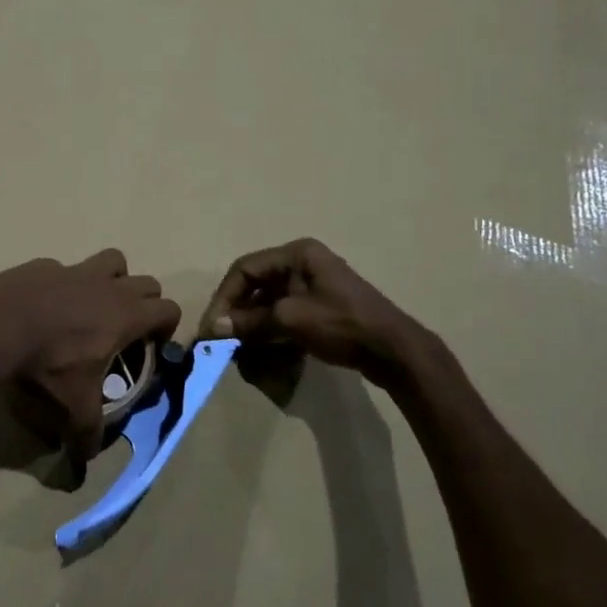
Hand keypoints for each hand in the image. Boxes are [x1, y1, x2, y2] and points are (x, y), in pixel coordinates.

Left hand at [0, 250, 181, 461]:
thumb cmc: (47, 365)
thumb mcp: (72, 407)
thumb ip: (87, 434)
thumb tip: (85, 462)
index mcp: (124, 315)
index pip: (168, 309)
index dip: (166, 327)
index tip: (151, 347)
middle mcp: (107, 286)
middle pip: (146, 282)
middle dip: (144, 303)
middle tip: (125, 330)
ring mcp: (75, 270)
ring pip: (112, 261)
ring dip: (113, 279)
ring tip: (94, 306)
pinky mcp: (44, 265)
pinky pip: (65, 268)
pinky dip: (64, 284)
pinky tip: (45, 306)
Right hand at [200, 238, 441, 388]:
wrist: (394, 350)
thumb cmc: (341, 324)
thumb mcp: (290, 320)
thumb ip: (250, 322)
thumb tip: (214, 328)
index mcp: (296, 254)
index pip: (244, 269)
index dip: (224, 298)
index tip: (212, 327)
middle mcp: (302, 263)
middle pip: (256, 285)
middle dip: (238, 313)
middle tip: (223, 340)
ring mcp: (313, 285)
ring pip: (269, 302)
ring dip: (253, 325)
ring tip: (241, 349)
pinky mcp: (321, 307)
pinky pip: (285, 314)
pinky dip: (271, 331)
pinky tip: (264, 351)